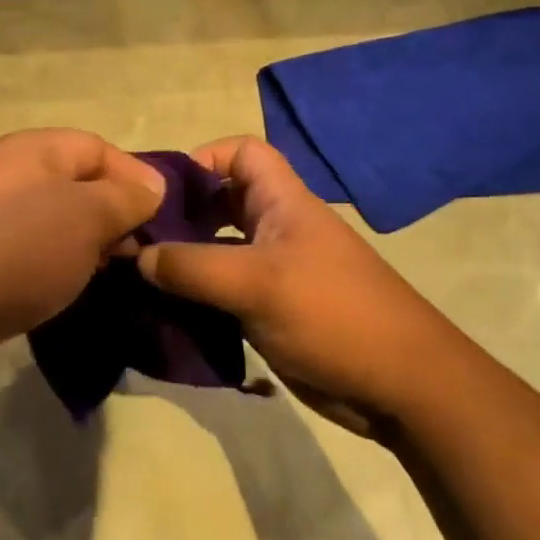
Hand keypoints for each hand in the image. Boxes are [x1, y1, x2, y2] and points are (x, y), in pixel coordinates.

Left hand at [0, 129, 164, 375]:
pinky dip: (54, 269)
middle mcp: (8, 174)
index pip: (97, 147)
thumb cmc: (21, 246)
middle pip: (75, 185)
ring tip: (113, 276)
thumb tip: (152, 186)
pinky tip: (70, 293)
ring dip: (85, 246)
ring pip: (53, 223)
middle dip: (112, 215)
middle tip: (140, 252)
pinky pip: (29, 255)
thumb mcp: (88, 215)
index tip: (163, 215)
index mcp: (33, 149)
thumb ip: (125, 197)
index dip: (136, 176)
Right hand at [137, 136, 440, 432]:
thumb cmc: (333, 314)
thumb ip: (192, 266)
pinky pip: (223, 290)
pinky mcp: (271, 310)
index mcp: (282, 202)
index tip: (165, 191)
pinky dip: (196, 296)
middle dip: (182, 213)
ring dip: (183, 259)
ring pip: (218, 249)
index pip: (242, 153)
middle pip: (222, 201)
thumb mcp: (257, 283)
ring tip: (141, 276)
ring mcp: (274, 271)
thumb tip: (137, 255)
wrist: (402, 386)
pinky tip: (168, 312)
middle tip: (139, 236)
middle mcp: (276, 228)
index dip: (204, 158)